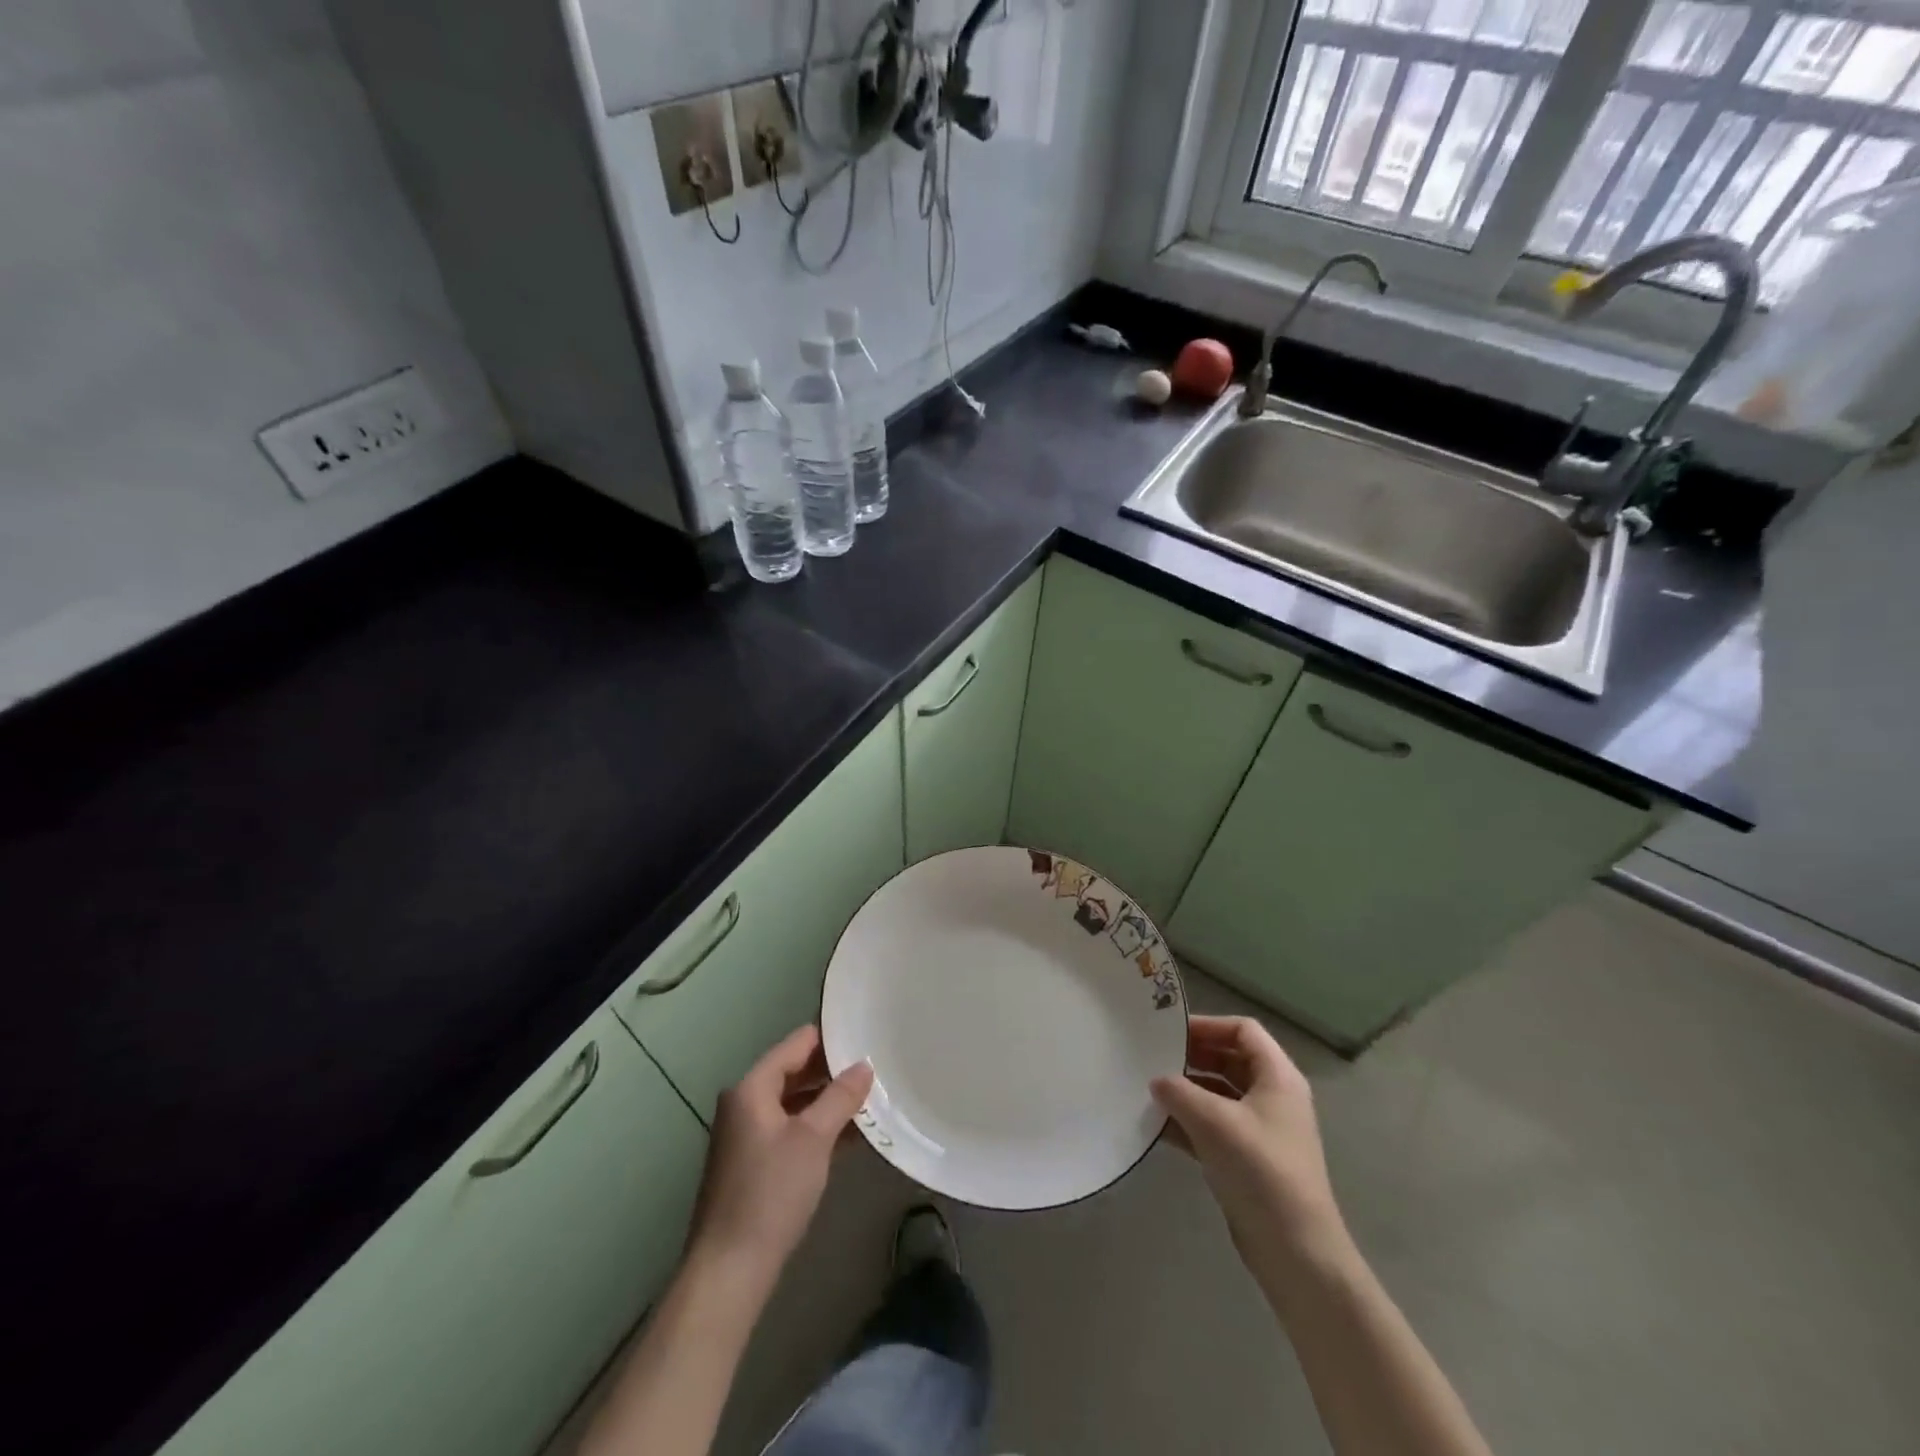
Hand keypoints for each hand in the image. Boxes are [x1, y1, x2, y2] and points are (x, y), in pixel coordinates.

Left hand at [685, 1025, 873, 1287]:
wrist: (729, 1270)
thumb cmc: (771, 1193)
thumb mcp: (813, 1139)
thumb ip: (840, 1097)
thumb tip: (864, 1065)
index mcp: (752, 1087)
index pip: (797, 1043)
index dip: (831, 1038)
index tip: (866, 1035)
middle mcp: (745, 1103)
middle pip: (795, 1071)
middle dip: (833, 1071)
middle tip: (876, 1068)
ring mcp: (747, 1134)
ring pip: (795, 1102)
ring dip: (828, 1102)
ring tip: (871, 1098)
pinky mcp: (753, 1163)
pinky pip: (790, 1129)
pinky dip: (817, 1127)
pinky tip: (851, 1135)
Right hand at [1152, 1015, 1346, 1275]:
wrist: (1297, 1252)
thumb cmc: (1261, 1171)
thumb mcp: (1215, 1122)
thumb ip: (1179, 1092)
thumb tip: (1156, 1080)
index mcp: (1277, 1076)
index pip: (1243, 1030)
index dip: (1208, 1026)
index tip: (1170, 1033)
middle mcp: (1272, 1096)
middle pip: (1229, 1059)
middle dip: (1192, 1057)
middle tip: (1152, 1058)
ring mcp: (1260, 1129)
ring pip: (1218, 1094)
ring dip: (1186, 1091)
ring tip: (1149, 1091)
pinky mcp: (1247, 1159)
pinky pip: (1213, 1126)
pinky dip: (1188, 1122)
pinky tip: (1157, 1127)